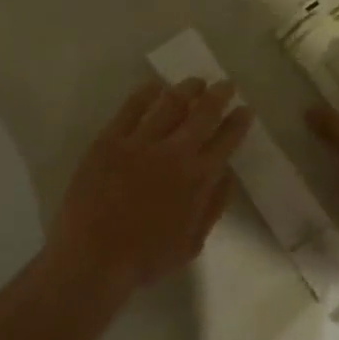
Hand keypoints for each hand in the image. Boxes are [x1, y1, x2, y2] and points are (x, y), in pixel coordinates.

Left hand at [42, 79, 253, 297]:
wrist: (94, 258)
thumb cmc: (146, 258)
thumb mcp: (192, 242)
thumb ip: (213, 206)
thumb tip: (226, 174)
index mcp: (197, 178)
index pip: (226, 141)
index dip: (238, 122)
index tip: (244, 109)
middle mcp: (173, 152)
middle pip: (202, 114)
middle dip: (218, 96)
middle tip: (225, 84)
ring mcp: (139, 143)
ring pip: (169, 104)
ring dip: (186, 89)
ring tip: (195, 81)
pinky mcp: (109, 140)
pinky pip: (130, 109)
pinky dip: (144, 94)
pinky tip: (153, 87)